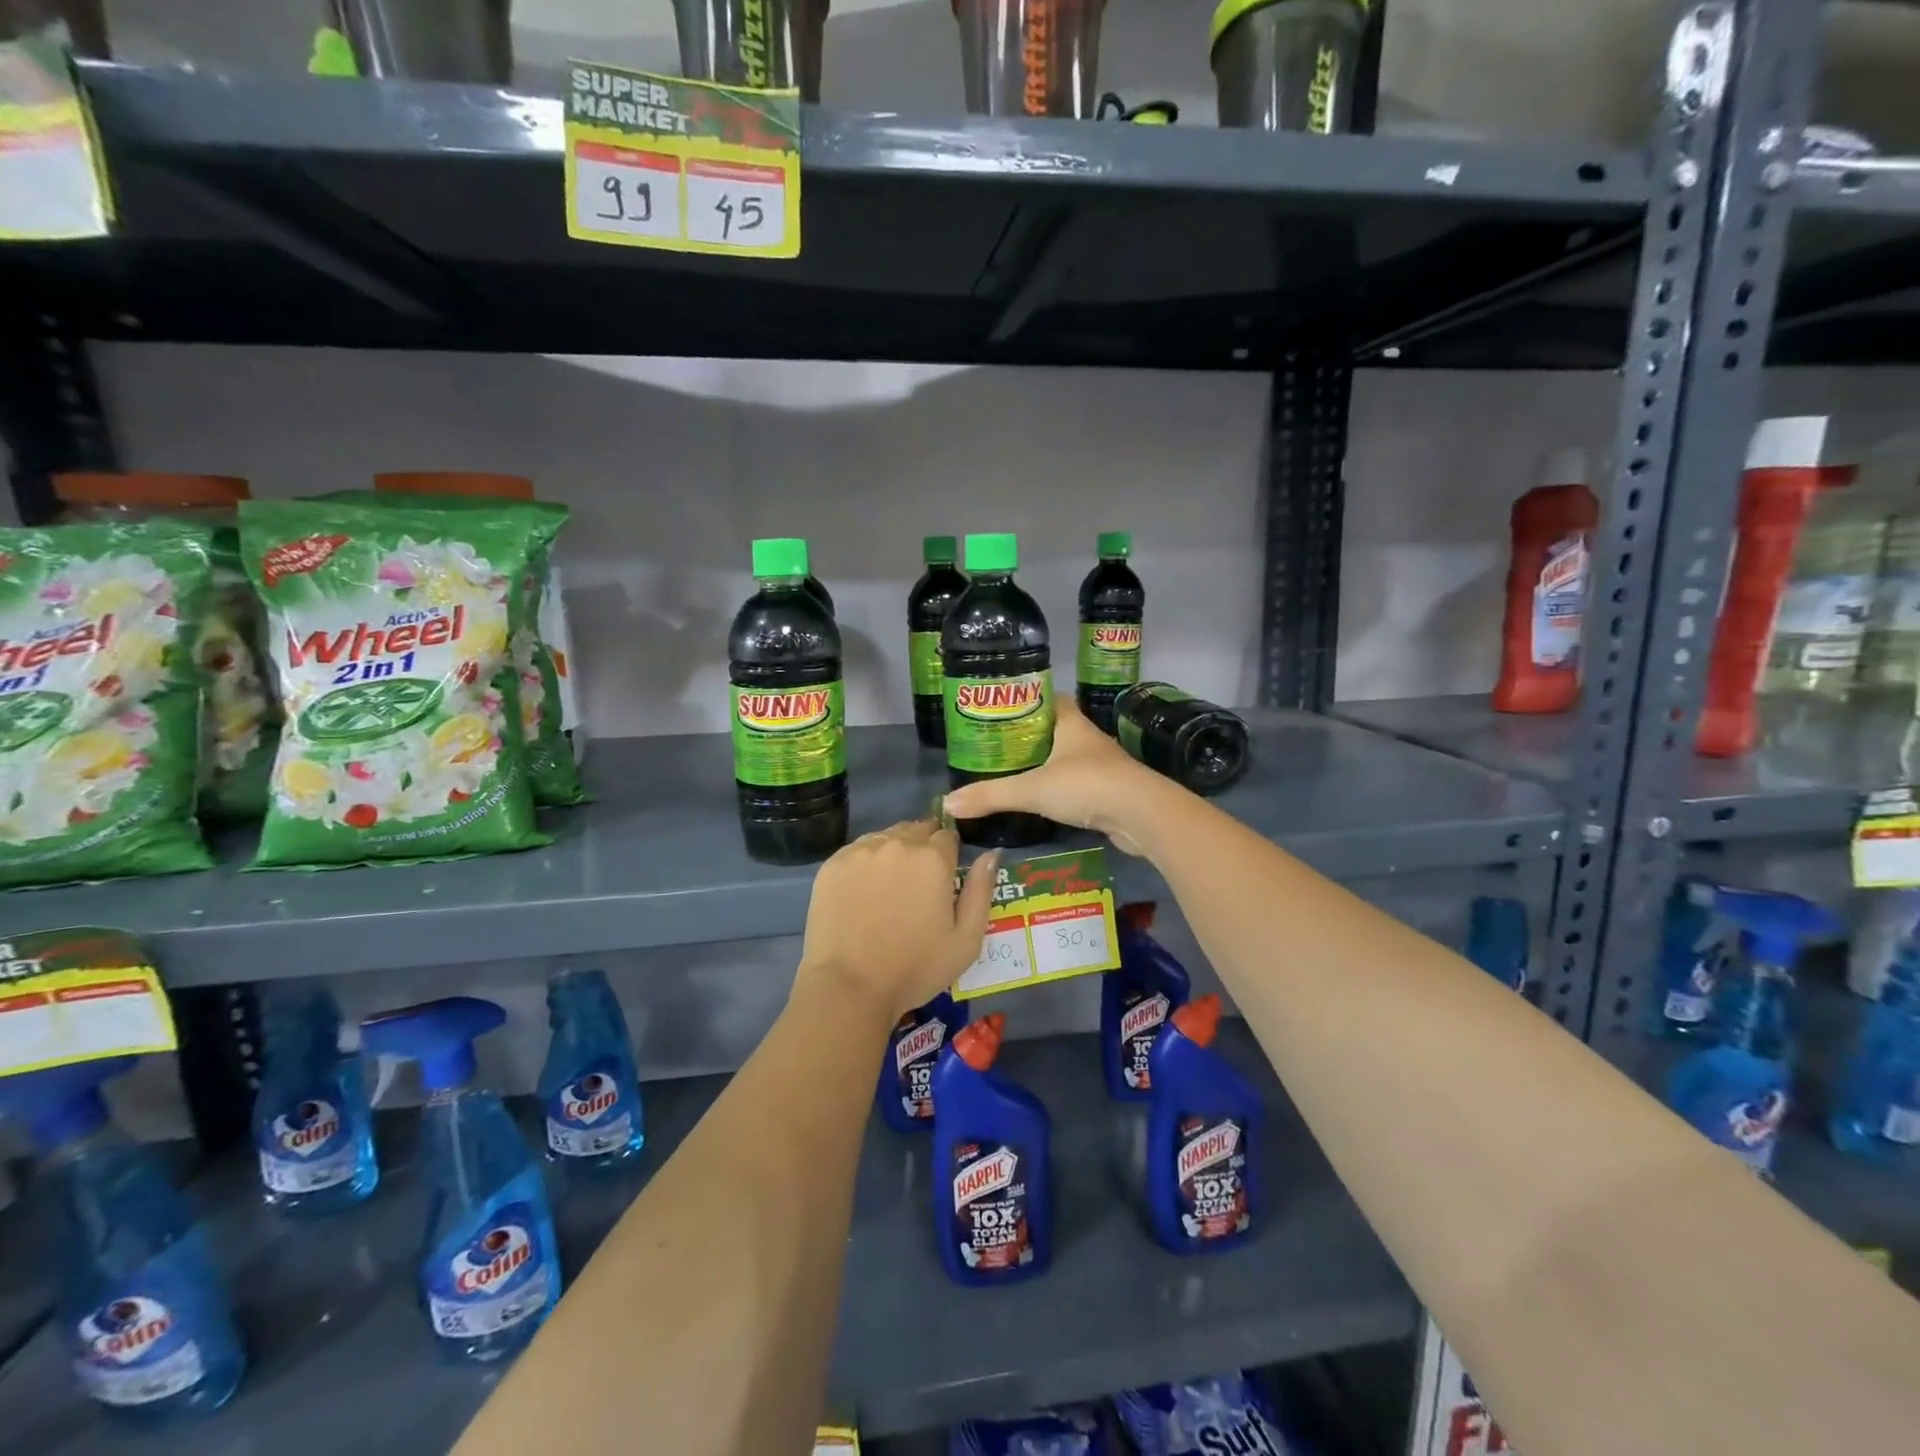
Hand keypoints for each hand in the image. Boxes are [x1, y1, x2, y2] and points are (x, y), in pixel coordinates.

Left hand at [797, 820, 998, 1019]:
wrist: (849, 987)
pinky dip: (866, 863)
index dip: (949, 854)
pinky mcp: (833, 864)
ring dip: (894, 852)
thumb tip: (990, 854)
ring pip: (886, 837)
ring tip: (890, 888)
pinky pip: (857, 850)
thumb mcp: (966, 940)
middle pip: (916, 830)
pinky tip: (864, 892)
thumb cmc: (915, 968)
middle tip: (917, 885)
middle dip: (922, 849)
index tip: (944, 878)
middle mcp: (897, 843)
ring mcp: (860, 851)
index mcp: (933, 858)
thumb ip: (981, 890)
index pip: (948, 835)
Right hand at [943, 695, 1162, 853]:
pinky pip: (1077, 784)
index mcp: (1070, 723)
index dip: (1026, 700)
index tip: (1001, 709)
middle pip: (1055, 729)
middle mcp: (1087, 739)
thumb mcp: (1031, 789)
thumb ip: (990, 795)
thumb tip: (947, 803)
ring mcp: (1101, 766)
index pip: (1049, 699)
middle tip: (998, 745)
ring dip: (1046, 763)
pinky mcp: (1108, 792)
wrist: (1141, 815)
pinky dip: (1060, 789)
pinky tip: (1042, 801)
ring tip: (1014, 772)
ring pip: (1067, 758)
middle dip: (1030, 735)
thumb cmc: (1086, 785)